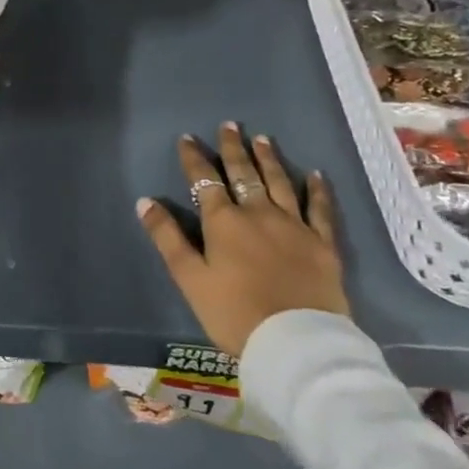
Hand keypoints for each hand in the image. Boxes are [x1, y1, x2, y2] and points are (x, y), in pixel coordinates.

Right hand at [137, 123, 348, 356]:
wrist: (296, 342)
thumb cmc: (234, 313)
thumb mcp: (189, 278)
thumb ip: (167, 237)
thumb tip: (145, 201)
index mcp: (224, 222)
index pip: (205, 180)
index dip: (194, 158)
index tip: (187, 138)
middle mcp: (258, 214)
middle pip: (244, 174)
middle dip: (233, 149)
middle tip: (229, 125)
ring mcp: (295, 226)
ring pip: (279, 183)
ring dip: (269, 159)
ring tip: (262, 139)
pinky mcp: (323, 244)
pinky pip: (320, 209)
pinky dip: (317, 189)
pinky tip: (315, 174)